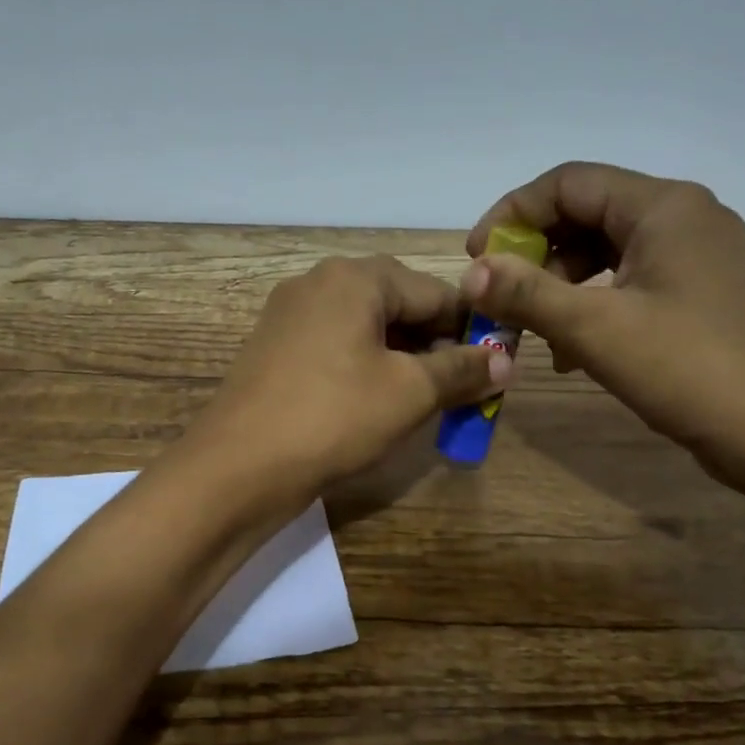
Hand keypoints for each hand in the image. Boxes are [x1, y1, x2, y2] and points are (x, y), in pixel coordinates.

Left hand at [191, 255, 507, 496]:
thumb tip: (506, 361)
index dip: (472, 328)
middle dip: (434, 343)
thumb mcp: (409, 393)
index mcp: (354, 277)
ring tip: (424, 399)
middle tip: (460, 387)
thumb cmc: (334, 417)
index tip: (496, 366)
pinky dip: (365, 366)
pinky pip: (335, 346)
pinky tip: (376, 401)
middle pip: (397, 304)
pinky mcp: (274, 349)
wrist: (238, 466)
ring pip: (365, 327)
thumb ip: (462, 370)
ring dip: (402, 358)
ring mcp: (289, 315)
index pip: (435, 291)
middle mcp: (318, 283)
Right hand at [464, 162, 744, 489]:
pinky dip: (592, 307)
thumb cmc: (695, 371)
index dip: (512, 214)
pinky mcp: (702, 297)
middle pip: (586, 214)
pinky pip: (631, 284)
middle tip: (500, 300)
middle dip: (534, 254)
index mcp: (663, 207)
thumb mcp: (597, 330)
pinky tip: (573, 352)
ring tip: (532, 333)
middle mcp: (684, 218)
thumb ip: (527, 293)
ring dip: (559, 286)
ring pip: (605, 253)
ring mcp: (698, 259)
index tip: (477, 262)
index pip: (567, 183)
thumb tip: (470, 271)